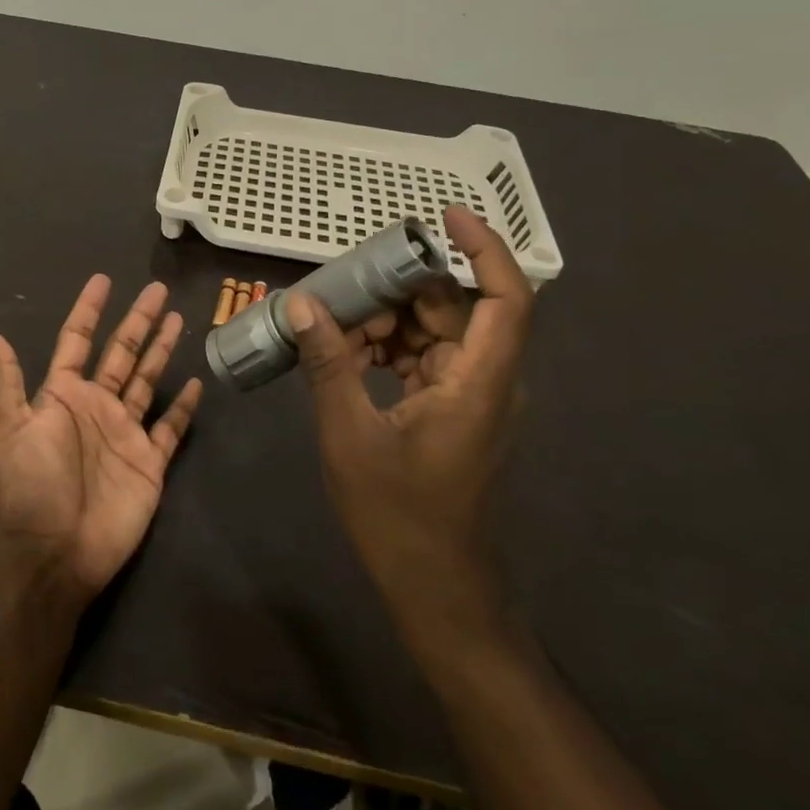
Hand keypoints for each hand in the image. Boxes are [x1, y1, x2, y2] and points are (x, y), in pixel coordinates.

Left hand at [0, 277, 203, 602]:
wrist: (53, 553)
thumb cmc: (27, 485)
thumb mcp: (4, 426)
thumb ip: (3, 378)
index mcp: (62, 395)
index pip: (77, 340)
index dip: (89, 310)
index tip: (102, 280)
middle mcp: (95, 406)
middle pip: (121, 352)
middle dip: (138, 320)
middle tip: (157, 289)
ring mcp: (124, 433)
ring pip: (147, 380)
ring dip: (162, 350)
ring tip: (178, 318)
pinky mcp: (149, 462)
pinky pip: (170, 427)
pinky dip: (182, 406)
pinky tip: (194, 382)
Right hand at [286, 205, 532, 632]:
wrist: (440, 593)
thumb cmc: (400, 519)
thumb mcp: (351, 436)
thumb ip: (329, 365)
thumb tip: (302, 304)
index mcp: (479, 383)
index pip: (506, 298)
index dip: (484, 248)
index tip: (444, 216)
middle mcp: (487, 382)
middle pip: (457, 309)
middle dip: (402, 288)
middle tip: (346, 281)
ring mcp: (473, 399)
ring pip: (438, 334)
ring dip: (389, 322)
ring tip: (334, 324)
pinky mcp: (455, 414)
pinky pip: (426, 361)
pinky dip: (390, 350)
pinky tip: (346, 356)